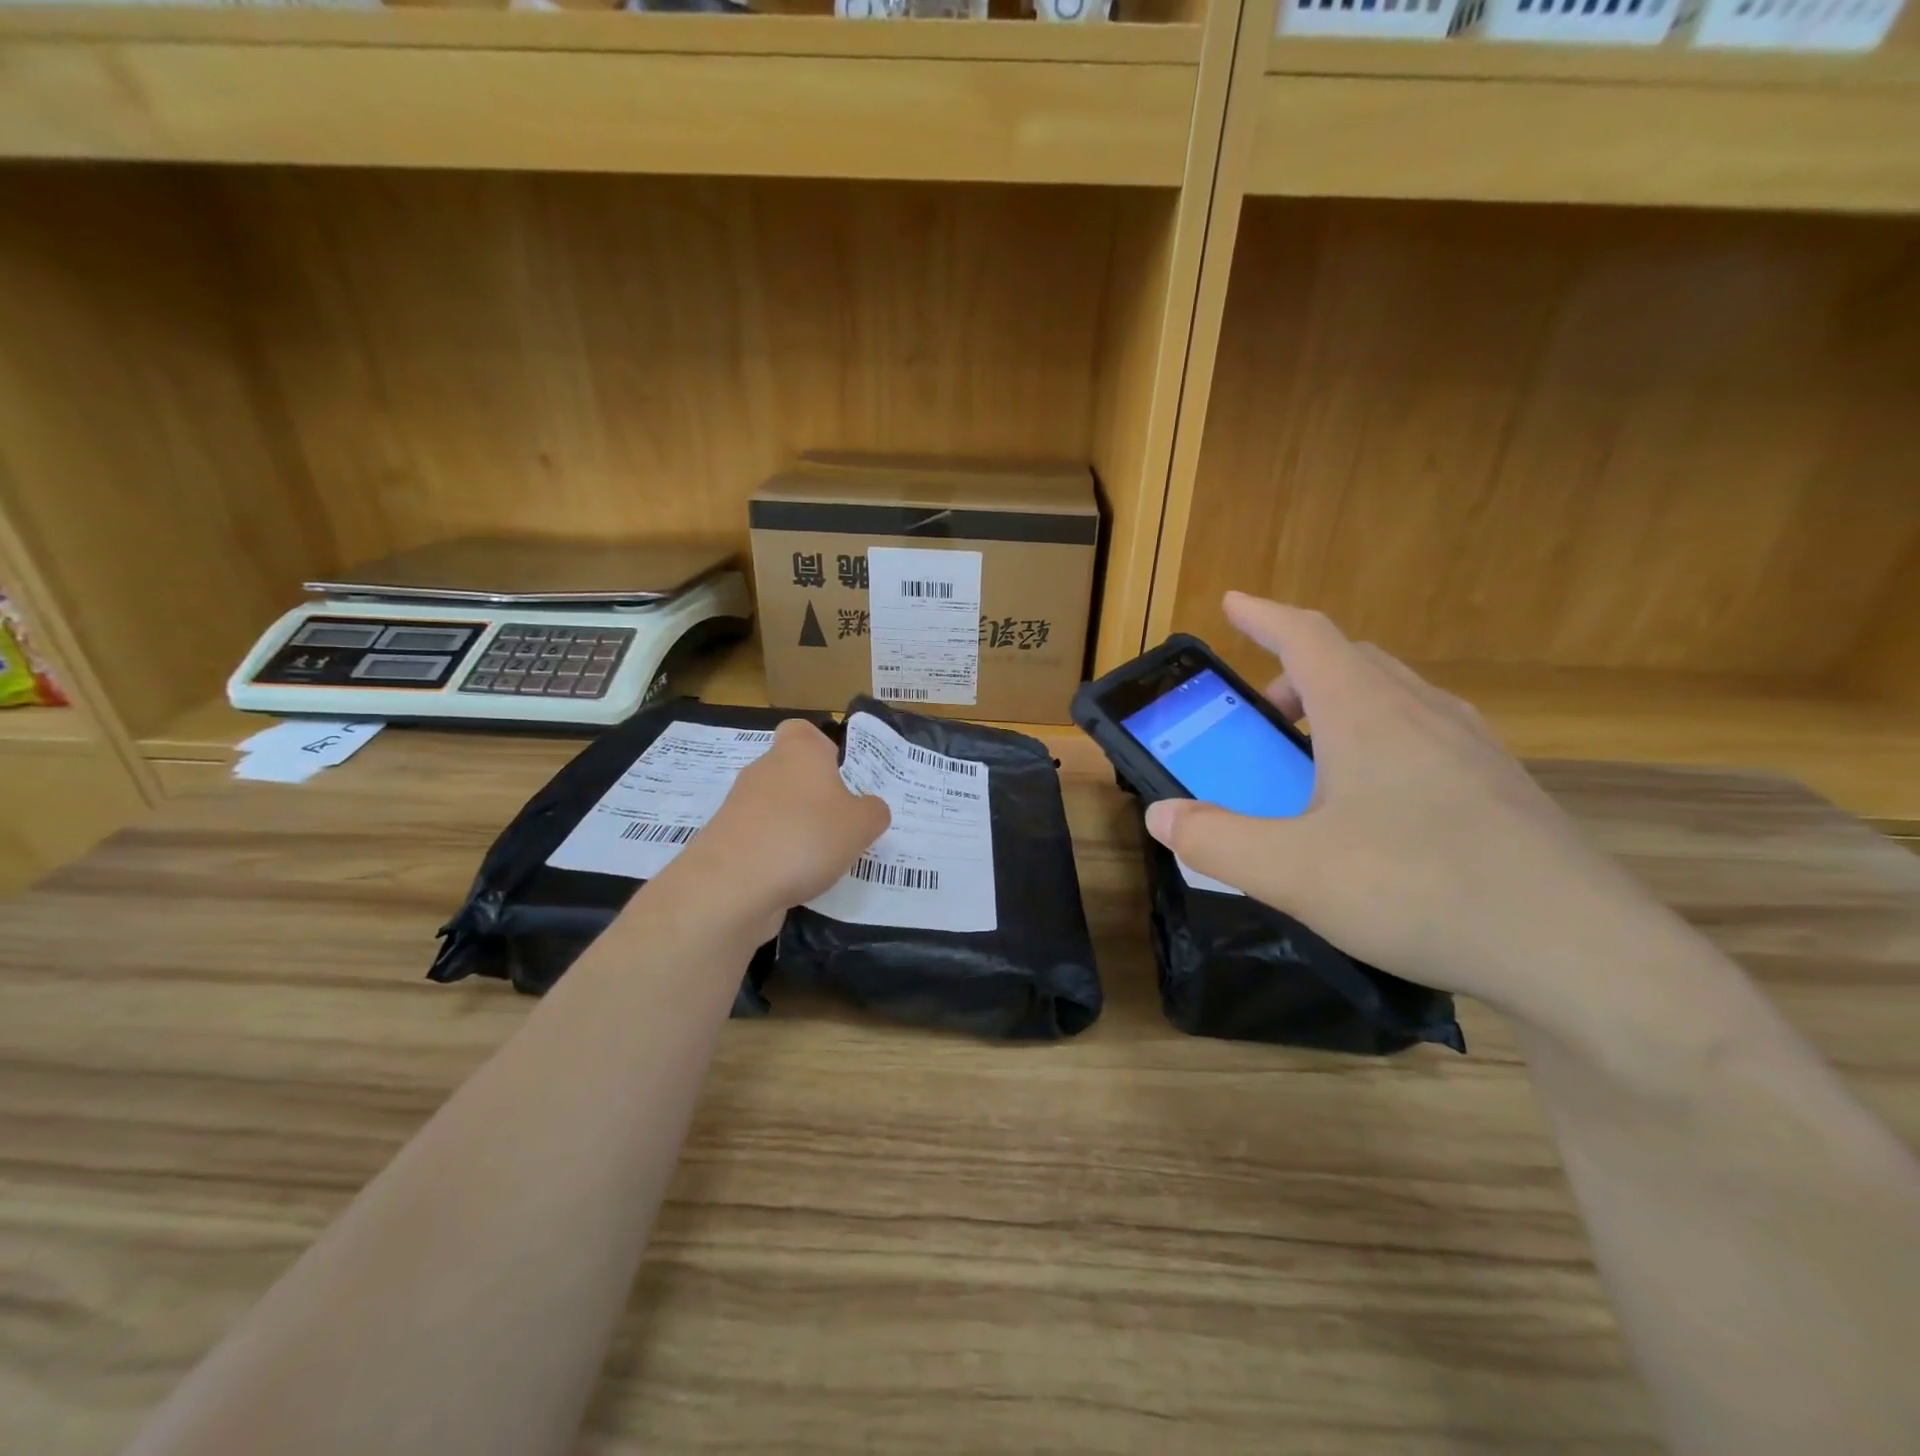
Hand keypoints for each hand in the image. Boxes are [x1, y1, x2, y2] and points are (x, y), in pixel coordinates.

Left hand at [656, 720, 889, 937]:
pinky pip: (761, 838)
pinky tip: (796, 877)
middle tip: (843, 823)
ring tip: (824, 857)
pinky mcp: (726, 840)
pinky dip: (777, 853)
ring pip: (776, 807)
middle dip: (815, 795)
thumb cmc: (805, 837)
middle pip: (792, 771)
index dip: (823, 747)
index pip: (803, 730)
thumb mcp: (861, 825)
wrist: (731, 886)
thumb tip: (869, 808)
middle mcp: (765, 769)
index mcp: (798, 751)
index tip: (842, 775)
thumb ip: (873, 811)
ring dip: (797, 826)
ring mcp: (739, 805)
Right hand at [1145, 594, 1676, 1029]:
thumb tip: (1161, 816)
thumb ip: (1215, 840)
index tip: (1232, 603)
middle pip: (1352, 660)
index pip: (1307, 635)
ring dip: (1342, 706)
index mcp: (1367, 714)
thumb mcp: (1291, 872)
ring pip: (1395, 696)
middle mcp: (1424, 713)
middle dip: (1296, 672)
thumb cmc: (1419, 890)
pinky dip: (1384, 739)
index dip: (1263, 614)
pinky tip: (1378, 803)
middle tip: (1264, 716)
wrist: (1579, 952)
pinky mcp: (1504, 786)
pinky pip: (1428, 733)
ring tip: (1315, 760)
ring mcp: (1474, 747)